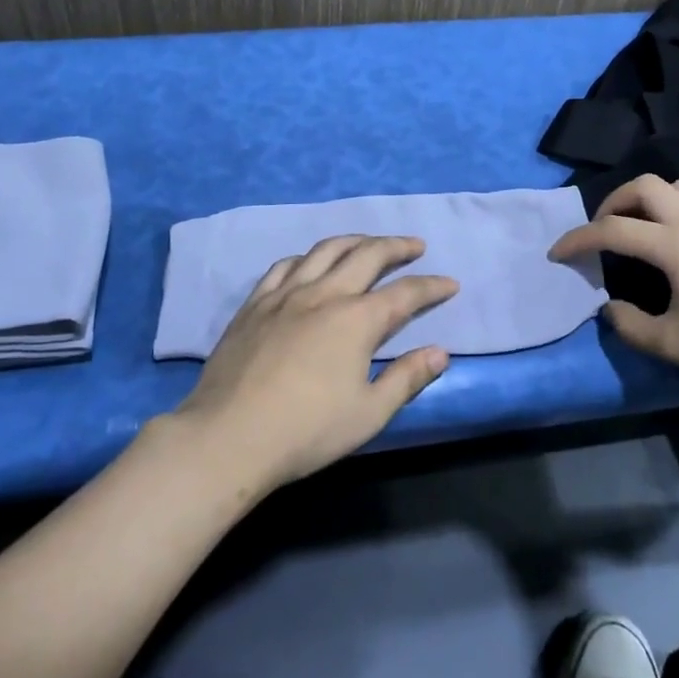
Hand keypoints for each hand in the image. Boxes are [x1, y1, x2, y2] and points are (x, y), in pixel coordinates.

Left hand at [170, 235, 456, 493]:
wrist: (228, 436)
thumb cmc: (306, 431)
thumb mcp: (368, 414)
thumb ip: (407, 379)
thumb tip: (440, 352)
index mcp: (357, 320)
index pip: (405, 294)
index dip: (431, 287)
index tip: (450, 284)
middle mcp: (324, 294)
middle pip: (367, 255)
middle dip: (396, 247)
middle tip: (415, 246)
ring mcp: (285, 294)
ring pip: (325, 250)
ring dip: (354, 241)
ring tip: (368, 243)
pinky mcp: (255, 304)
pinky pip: (284, 266)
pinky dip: (307, 257)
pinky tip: (309, 262)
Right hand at [549, 174, 678, 401]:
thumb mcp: (671, 345)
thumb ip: (629, 325)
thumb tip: (609, 308)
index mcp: (675, 245)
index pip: (612, 230)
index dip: (578, 239)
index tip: (558, 254)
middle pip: (644, 186)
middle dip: (614, 202)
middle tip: (604, 230)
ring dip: (653, 198)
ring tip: (646, 227)